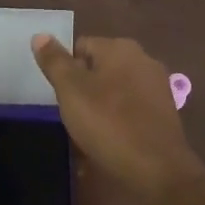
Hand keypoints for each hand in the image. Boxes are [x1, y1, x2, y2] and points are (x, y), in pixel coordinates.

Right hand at [32, 34, 204, 204]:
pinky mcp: (164, 112)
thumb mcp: (71, 90)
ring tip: (88, 129)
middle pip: (100, 67)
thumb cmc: (108, 123)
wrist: (156, 169)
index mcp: (120, 48)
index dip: (65, 69)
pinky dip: (118, 119)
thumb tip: (40, 35)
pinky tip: (110, 139)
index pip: (81, 46)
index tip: (60, 95)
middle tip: (71, 113)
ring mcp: (157, 86)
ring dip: (100, 104)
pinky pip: (130, 108)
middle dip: (83, 86)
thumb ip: (54, 61)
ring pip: (115, 89)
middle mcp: (143, 59)